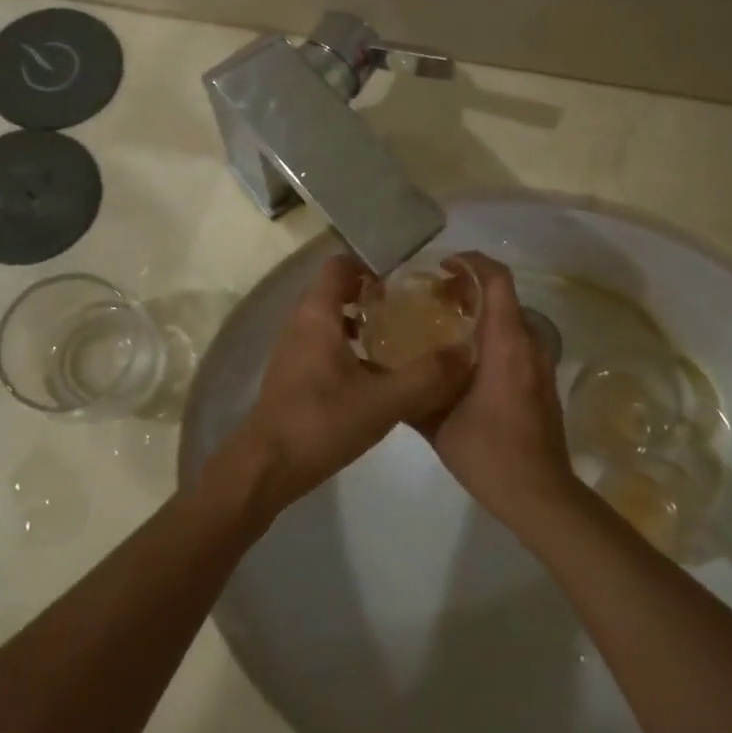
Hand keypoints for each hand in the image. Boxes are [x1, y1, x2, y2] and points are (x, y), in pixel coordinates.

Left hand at [229, 254, 473, 516]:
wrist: (266, 469)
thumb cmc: (321, 424)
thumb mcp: (383, 401)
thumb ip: (426, 376)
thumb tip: (465, 352)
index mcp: (317, 315)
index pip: (340, 265)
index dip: (373, 263)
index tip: (407, 278)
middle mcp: (301, 323)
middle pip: (337, 289)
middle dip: (374, 293)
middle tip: (412, 306)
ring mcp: (294, 350)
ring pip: (332, 318)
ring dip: (363, 320)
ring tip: (401, 335)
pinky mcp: (294, 375)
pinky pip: (326, 343)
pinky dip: (351, 345)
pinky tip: (379, 371)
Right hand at [428, 253, 580, 533]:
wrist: (540, 494)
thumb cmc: (489, 454)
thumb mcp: (438, 424)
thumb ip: (414, 392)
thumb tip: (387, 372)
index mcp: (506, 344)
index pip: (497, 280)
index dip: (471, 262)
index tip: (442, 266)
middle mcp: (529, 344)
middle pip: (503, 296)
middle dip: (469, 288)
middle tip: (433, 297)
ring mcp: (540, 363)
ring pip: (511, 319)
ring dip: (481, 312)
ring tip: (444, 325)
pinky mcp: (541, 381)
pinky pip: (517, 341)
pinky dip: (492, 334)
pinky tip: (465, 359)